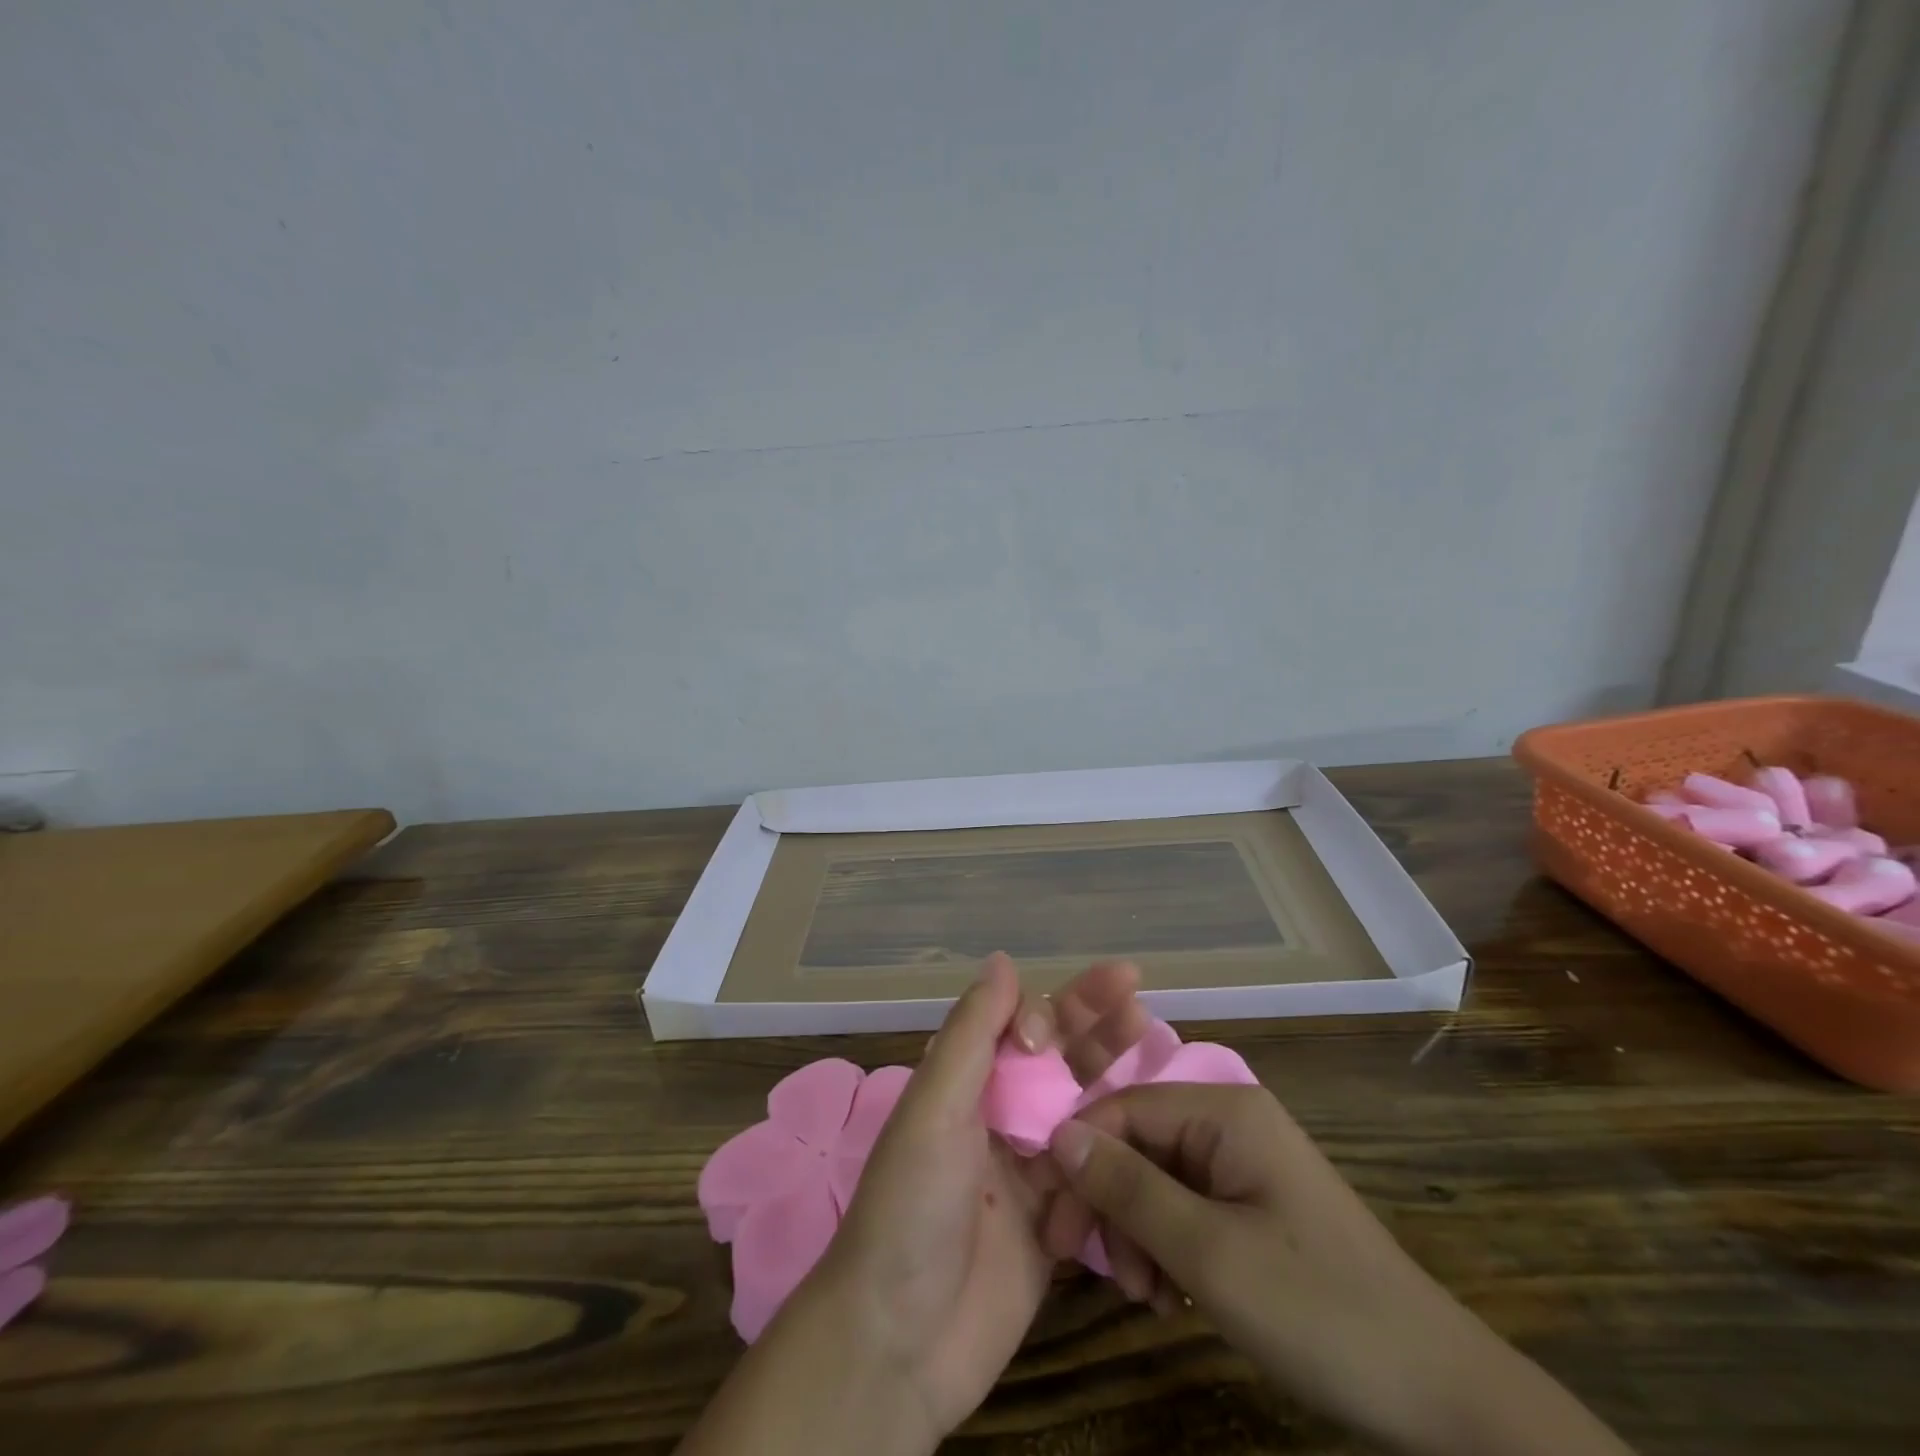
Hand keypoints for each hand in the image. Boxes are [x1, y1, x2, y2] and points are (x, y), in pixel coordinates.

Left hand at [777, 953, 1152, 1445]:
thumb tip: (1003, 959)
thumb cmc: (911, 1206)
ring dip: (1113, 1068)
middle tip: (1133, 986)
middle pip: (1056, 1055)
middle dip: (1091, 1019)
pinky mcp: (1058, 1219)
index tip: (1050, 1032)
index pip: (1015, 1024)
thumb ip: (972, 1034)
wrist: (902, 1341)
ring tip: (1149, 1032)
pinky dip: (1123, 1143)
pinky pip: (1097, 1169)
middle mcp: (999, 1114)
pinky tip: (1156, 1122)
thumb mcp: (935, 1108)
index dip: (1041, 1012)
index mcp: (965, 1082)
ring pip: (1082, 1103)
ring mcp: (1031, 1166)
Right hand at [1048, 1084, 1633, 1455]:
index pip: (1122, 1108)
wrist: (1438, 1393)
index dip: (1080, 1159)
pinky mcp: (1252, 1203)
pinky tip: (1169, 1294)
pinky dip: (1166, 1246)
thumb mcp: (1208, 1254)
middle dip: (1111, 1206)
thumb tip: (1057, 1136)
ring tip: (1145, 1296)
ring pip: (1156, 1179)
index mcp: (1223, 1111)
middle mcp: (1230, 1121)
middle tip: (1104, 1275)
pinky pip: (1185, 1205)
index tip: (1054, 1225)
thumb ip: (1128, 1189)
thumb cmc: (1317, 1309)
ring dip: (1136, 1234)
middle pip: (1137, 1144)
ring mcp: (1244, 1162)